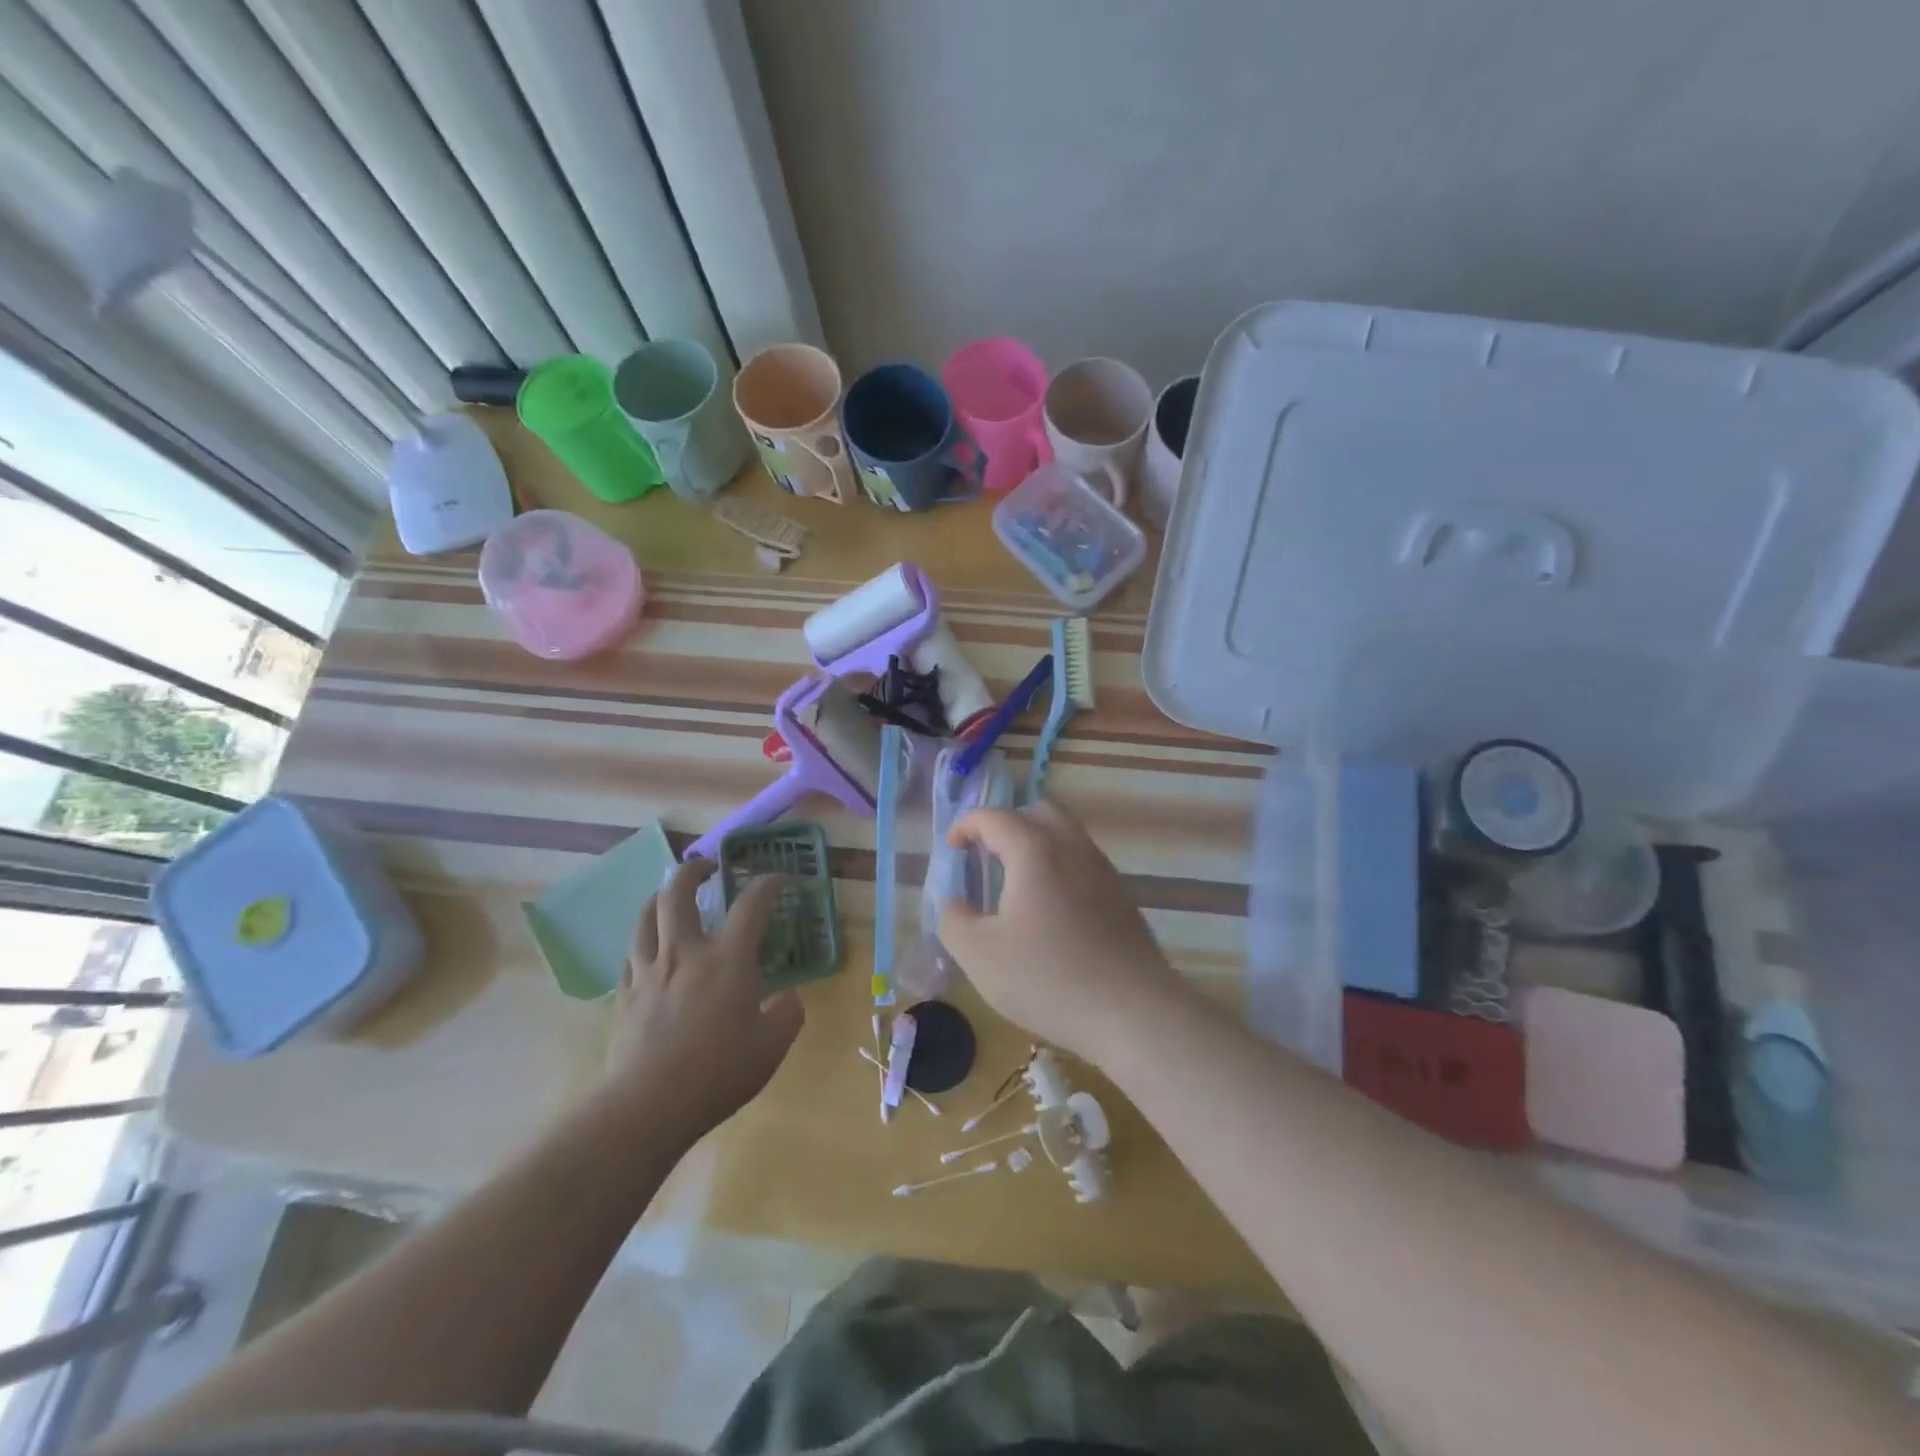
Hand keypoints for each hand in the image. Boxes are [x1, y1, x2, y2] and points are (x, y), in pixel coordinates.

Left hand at [603, 859, 803, 1137]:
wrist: (649, 1105)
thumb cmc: (718, 1072)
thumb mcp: (772, 1046)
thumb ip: (787, 1014)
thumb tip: (789, 998)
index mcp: (727, 959)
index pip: (751, 905)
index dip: (768, 885)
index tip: (778, 879)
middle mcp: (685, 953)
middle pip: (677, 893)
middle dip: (692, 871)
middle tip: (707, 867)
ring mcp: (649, 971)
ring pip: (645, 916)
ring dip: (659, 897)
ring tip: (670, 896)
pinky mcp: (626, 994)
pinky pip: (631, 953)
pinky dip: (643, 938)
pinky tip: (649, 947)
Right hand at [936, 801, 1186, 1065]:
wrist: (1133, 1012)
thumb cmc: (1048, 978)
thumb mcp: (979, 955)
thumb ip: (954, 920)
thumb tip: (955, 903)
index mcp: (1034, 851)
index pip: (994, 817)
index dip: (966, 826)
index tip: (952, 849)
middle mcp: (1072, 847)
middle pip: (1039, 811)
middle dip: (1008, 824)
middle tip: (988, 854)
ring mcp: (1103, 871)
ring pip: (1067, 835)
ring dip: (1037, 844)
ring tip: (1016, 882)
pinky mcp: (1122, 897)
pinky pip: (1084, 862)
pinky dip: (1060, 867)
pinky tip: (1050, 910)